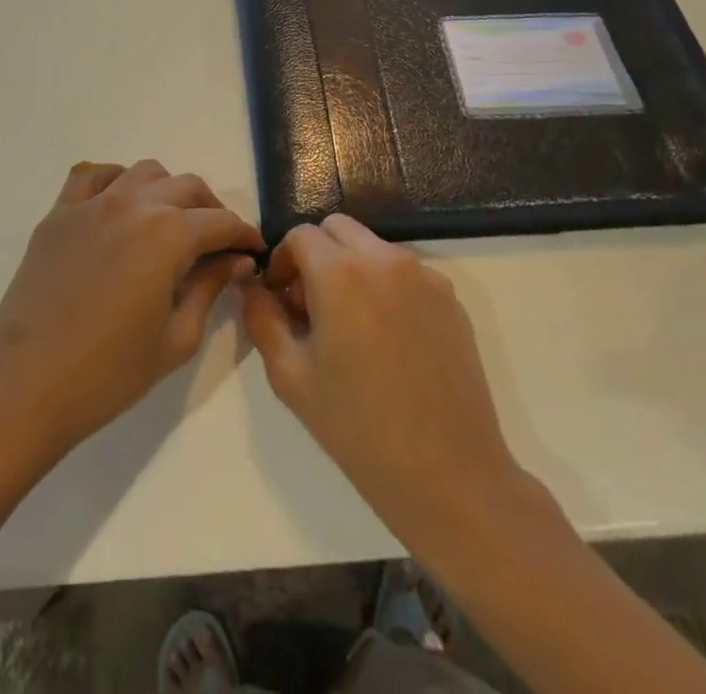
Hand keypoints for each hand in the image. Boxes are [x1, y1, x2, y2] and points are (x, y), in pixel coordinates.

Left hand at [0, 160, 264, 469]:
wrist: (25, 387)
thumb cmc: (108, 374)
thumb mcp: (176, 338)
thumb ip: (210, 287)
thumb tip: (235, 259)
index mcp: (167, 234)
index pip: (220, 222)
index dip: (243, 235)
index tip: (253, 251)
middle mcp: (133, 203)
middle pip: (187, 187)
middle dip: (211, 211)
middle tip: (218, 244)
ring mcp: (91, 203)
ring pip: (144, 172)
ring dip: (167, 191)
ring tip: (170, 225)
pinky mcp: (59, 213)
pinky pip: (93, 175)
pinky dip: (117, 182)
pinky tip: (120, 209)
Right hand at [241, 215, 532, 568]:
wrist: (448, 476)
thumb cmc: (358, 427)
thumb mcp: (290, 376)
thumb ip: (262, 318)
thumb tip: (254, 287)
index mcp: (340, 272)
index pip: (299, 235)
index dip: (282, 262)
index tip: (279, 299)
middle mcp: (384, 259)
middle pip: (337, 229)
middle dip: (316, 255)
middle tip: (310, 305)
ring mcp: (424, 276)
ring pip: (373, 248)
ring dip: (352, 268)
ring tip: (350, 326)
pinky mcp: (451, 299)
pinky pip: (407, 273)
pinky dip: (386, 287)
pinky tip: (388, 341)